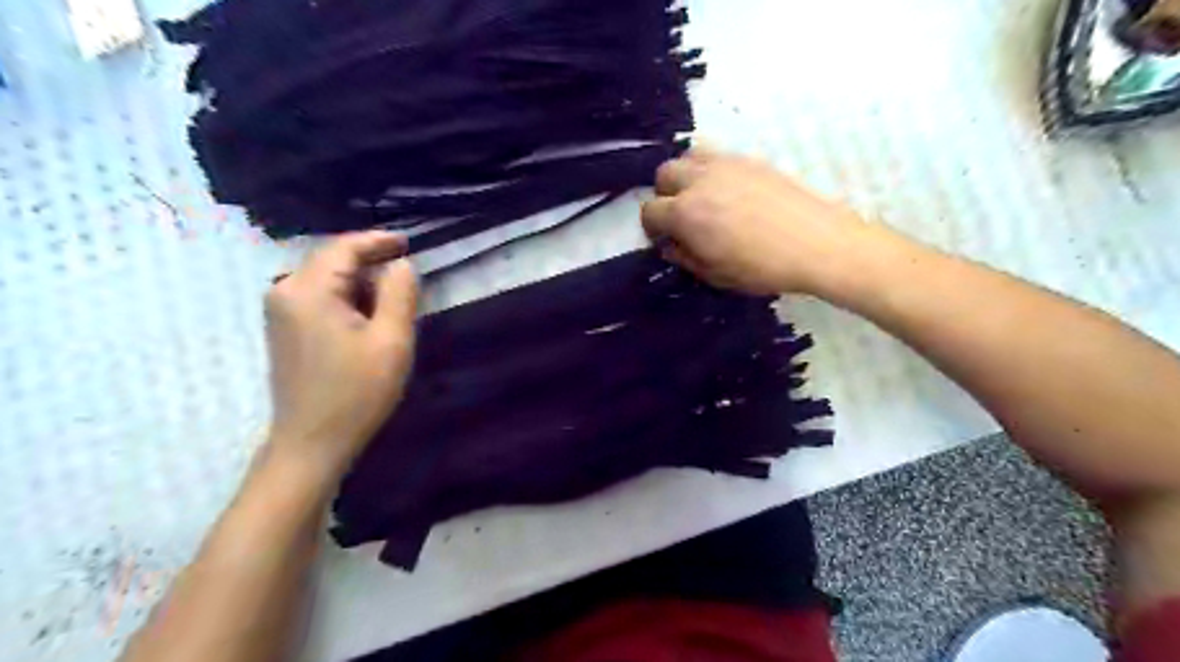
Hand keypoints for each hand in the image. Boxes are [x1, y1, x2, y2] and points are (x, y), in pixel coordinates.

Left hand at [267, 231, 418, 474]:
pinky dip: (346, 296)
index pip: (345, 247)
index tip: (409, 243)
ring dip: (360, 281)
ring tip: (393, 295)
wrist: (312, 442)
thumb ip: (399, 293)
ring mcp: (280, 311)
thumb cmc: (357, 392)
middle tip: (407, 270)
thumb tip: (401, 264)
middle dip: (370, 260)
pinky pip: (318, 297)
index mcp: (309, 289)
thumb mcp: (392, 340)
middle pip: (332, 260)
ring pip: (326, 278)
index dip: (379, 241)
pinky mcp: (283, 329)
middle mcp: (285, 291)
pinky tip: (367, 314)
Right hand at [643, 149, 878, 296]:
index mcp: (685, 213)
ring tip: (701, 198)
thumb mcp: (716, 275)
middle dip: (665, 195)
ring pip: (688, 156)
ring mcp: (726, 164)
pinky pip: (717, 155)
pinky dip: (710, 169)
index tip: (664, 240)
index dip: (652, 228)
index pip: (650, 211)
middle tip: (680, 217)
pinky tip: (728, 191)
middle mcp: (699, 180)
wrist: (819, 243)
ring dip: (685, 176)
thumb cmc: (762, 267)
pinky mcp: (750, 159)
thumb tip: (671, 246)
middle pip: (664, 174)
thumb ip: (685, 258)